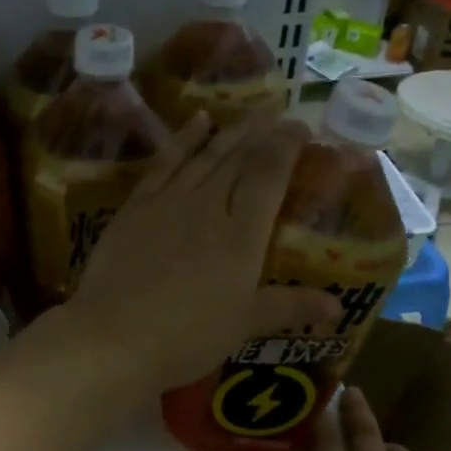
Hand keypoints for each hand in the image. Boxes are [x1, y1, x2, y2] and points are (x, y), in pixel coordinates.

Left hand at [61, 113, 338, 391]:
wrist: (114, 336)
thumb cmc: (186, 336)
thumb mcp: (243, 325)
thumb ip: (289, 307)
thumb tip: (337, 305)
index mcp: (241, 235)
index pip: (268, 176)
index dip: (286, 147)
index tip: (300, 128)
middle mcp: (208, 206)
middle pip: (239, 158)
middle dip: (262, 132)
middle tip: (279, 113)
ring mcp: (169, 202)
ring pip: (205, 155)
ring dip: (230, 131)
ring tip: (249, 113)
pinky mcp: (136, 207)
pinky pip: (164, 163)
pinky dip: (183, 139)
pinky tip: (197, 120)